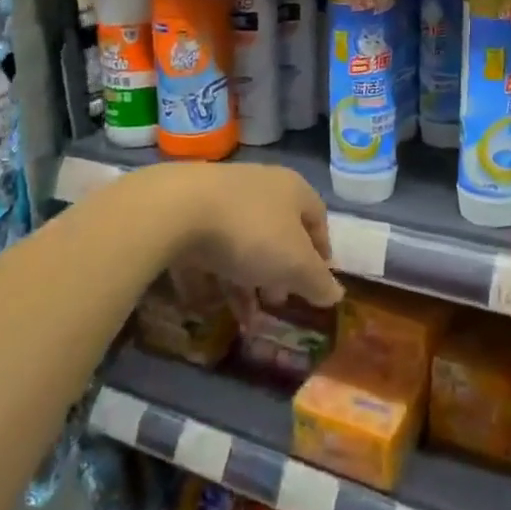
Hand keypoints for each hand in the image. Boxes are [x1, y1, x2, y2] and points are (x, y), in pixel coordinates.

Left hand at [113, 163, 342, 308]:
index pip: (317, 218)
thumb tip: (335, 294)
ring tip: (242, 321)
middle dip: (278, 274)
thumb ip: (317, 281)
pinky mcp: (183, 214)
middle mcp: (258, 188)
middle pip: (276, 234)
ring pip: (238, 246)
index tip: (317, 283)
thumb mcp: (294, 264)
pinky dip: (206, 278)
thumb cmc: (250, 233)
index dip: (321, 252)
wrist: (174, 210)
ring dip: (242, 285)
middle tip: (275, 303)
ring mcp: (217, 199)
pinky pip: (201, 251)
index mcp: (292, 190)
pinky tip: (203, 306)